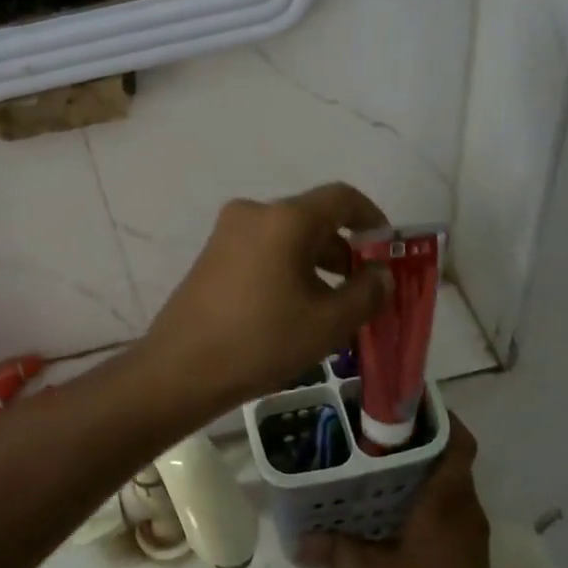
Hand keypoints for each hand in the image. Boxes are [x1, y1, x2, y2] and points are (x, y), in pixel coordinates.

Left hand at [141, 183, 391, 411]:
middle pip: (314, 219)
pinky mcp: (212, 256)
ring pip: (288, 238)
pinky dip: (288, 270)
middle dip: (345, 251)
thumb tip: (380, 275)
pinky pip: (263, 251)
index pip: (342, 198)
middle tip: (364, 291)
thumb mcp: (328, 322)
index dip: (372, 219)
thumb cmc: (262, 340)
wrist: (180, 369)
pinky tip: (295, 311)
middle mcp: (254, 213)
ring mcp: (227, 233)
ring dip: (317, 265)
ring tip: (333, 309)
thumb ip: (367, 293)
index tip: (387, 250)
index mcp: (286, 218)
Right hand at [301, 416, 503, 567]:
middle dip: (422, 440)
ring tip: (383, 460)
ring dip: (425, 468)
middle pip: (452, 457)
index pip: (458, 441)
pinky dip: (429, 495)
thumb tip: (299, 541)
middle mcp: (465, 506)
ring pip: (451, 482)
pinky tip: (396, 504)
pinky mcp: (468, 549)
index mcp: (448, 498)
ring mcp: (470, 529)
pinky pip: (450, 506)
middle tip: (382, 429)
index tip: (412, 403)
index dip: (443, 416)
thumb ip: (338, 549)